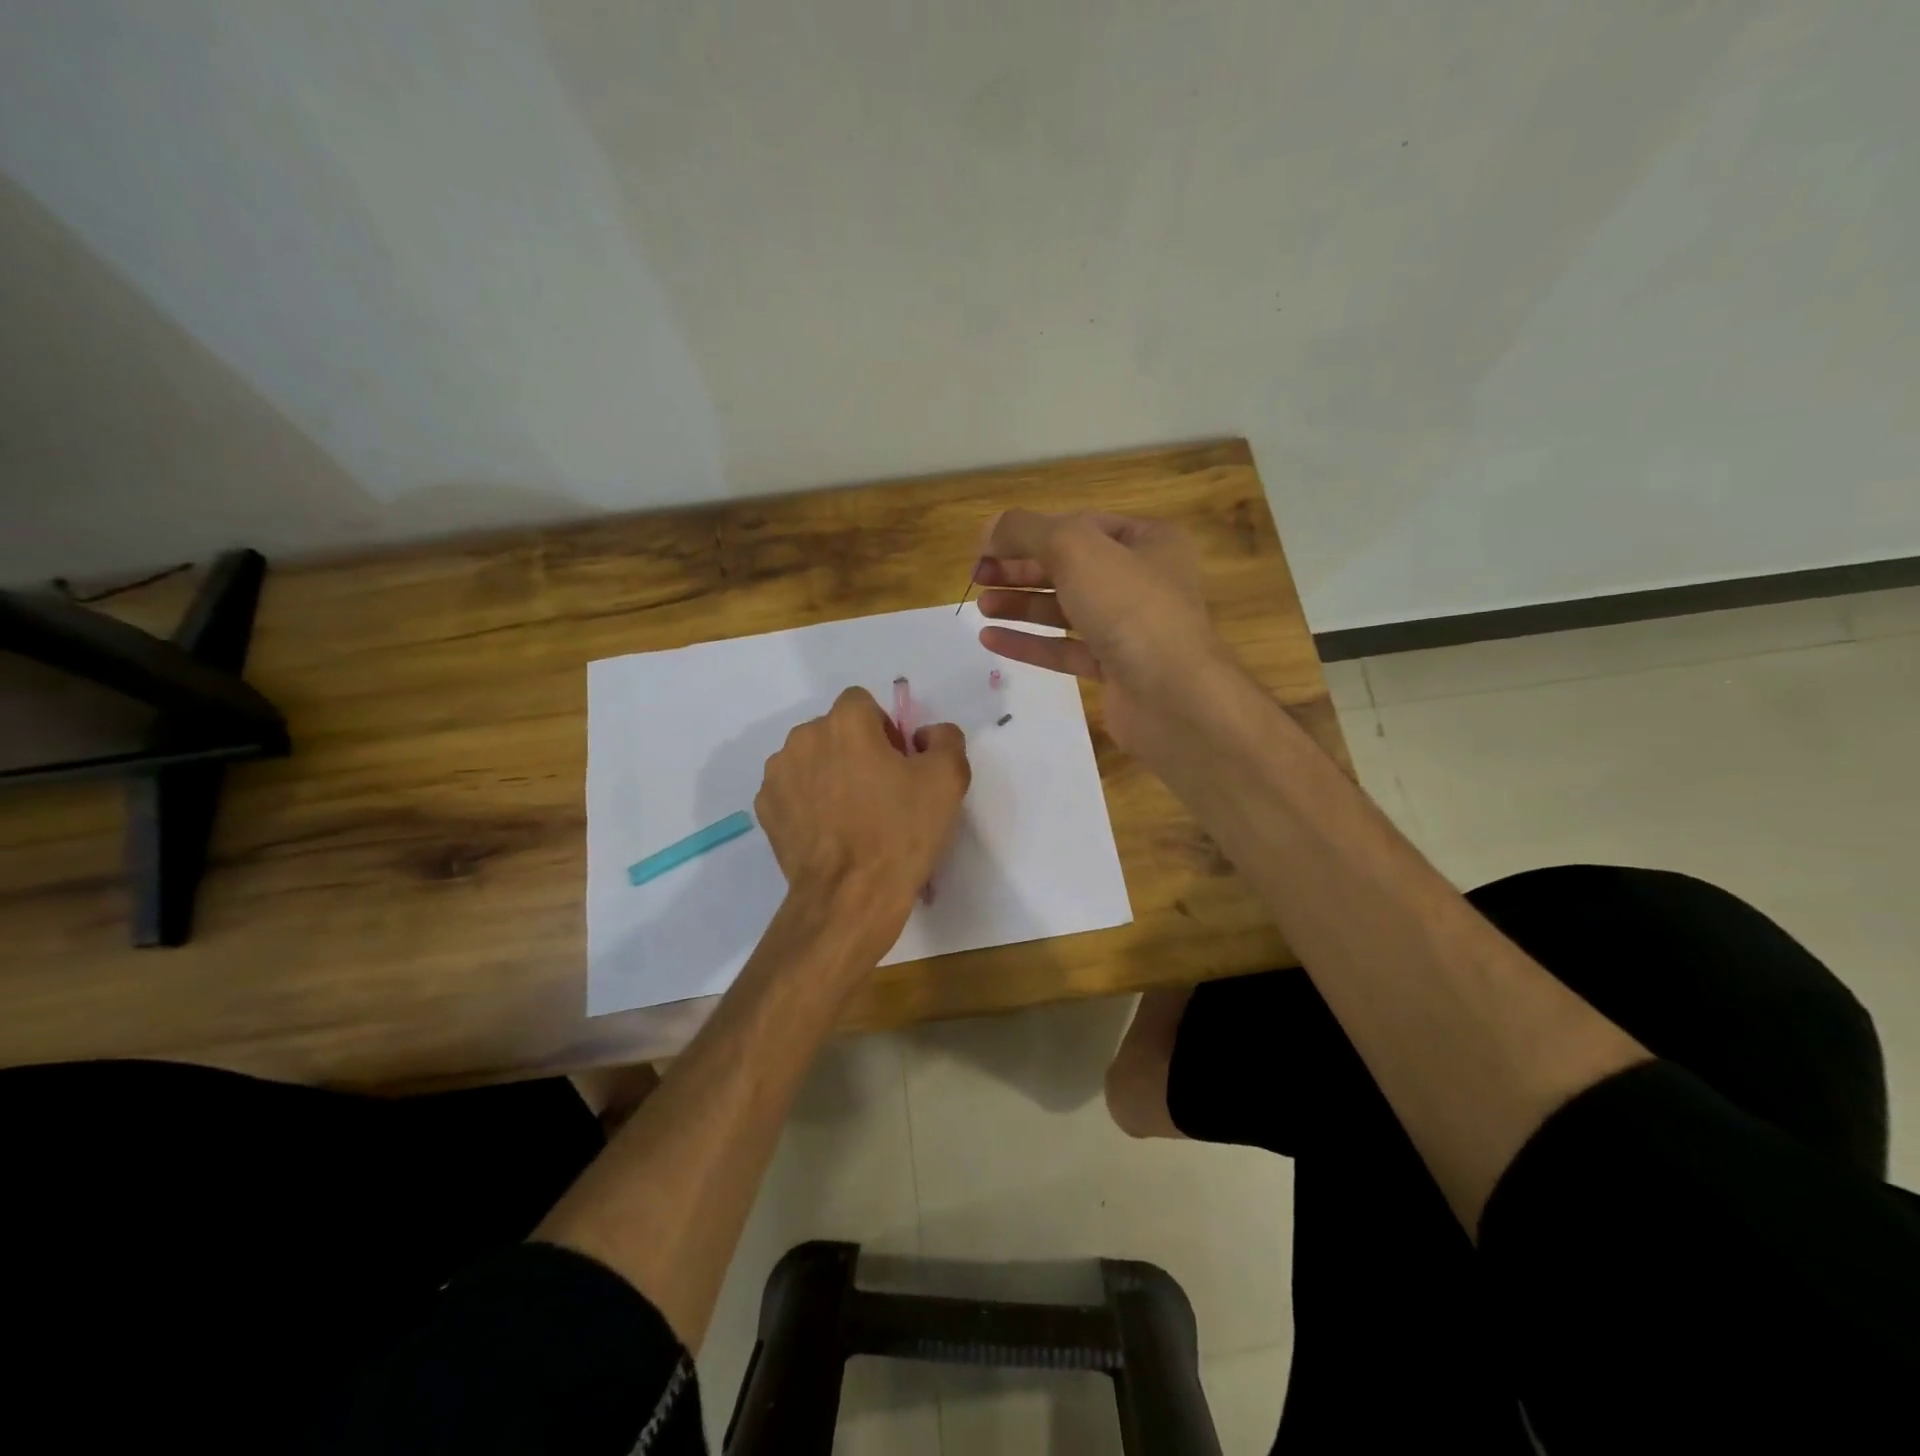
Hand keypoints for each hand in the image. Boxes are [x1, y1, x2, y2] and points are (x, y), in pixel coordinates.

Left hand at [755, 686, 971, 941]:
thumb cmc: (900, 832)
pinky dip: (808, 802)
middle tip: (880, 792)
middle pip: (835, 731)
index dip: (884, 729)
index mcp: (845, 722)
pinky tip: (829, 832)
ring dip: (829, 774)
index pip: (863, 703)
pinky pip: (793, 791)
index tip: (898, 764)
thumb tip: (924, 735)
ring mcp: (778, 774)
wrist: (850, 896)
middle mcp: (803, 738)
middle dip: (855, 750)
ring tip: (851, 816)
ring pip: (811, 759)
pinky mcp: (765, 808)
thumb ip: (945, 738)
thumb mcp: (948, 779)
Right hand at [974, 511, 1235, 764]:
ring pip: (1066, 609)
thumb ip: (1027, 531)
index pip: (1079, 525)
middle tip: (977, 576)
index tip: (986, 547)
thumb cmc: (1129, 607)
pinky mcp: (1115, 669)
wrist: (1172, 695)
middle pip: (1070, 567)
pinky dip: (1031, 642)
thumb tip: (988, 529)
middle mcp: (1143, 580)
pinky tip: (992, 639)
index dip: (1030, 532)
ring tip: (981, 607)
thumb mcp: (1075, 548)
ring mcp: (1130, 629)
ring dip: (1021, 605)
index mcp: (1148, 541)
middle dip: (1021, 569)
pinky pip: (1066, 649)